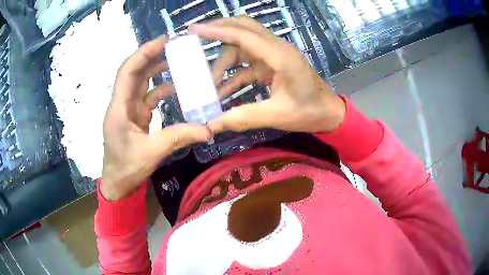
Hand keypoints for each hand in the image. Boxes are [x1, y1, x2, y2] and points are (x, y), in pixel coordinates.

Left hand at [101, 37, 210, 200]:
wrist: (118, 185)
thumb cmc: (126, 168)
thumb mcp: (152, 152)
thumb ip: (178, 137)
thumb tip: (208, 130)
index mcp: (119, 109)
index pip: (127, 72)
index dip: (143, 54)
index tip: (163, 42)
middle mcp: (121, 104)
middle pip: (134, 73)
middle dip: (152, 57)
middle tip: (174, 47)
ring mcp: (128, 110)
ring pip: (142, 83)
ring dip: (157, 72)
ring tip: (178, 62)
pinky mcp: (135, 118)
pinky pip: (148, 98)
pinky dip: (161, 91)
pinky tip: (176, 89)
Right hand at [189, 17, 345, 133]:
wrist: (329, 113)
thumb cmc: (308, 112)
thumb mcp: (276, 116)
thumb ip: (243, 117)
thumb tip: (212, 125)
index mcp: (279, 56)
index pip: (243, 35)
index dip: (216, 31)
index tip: (193, 30)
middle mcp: (275, 49)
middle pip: (243, 29)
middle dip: (218, 32)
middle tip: (195, 39)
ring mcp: (273, 55)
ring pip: (242, 46)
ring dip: (224, 62)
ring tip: (209, 84)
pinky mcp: (272, 65)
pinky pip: (247, 63)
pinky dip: (233, 74)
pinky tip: (222, 91)